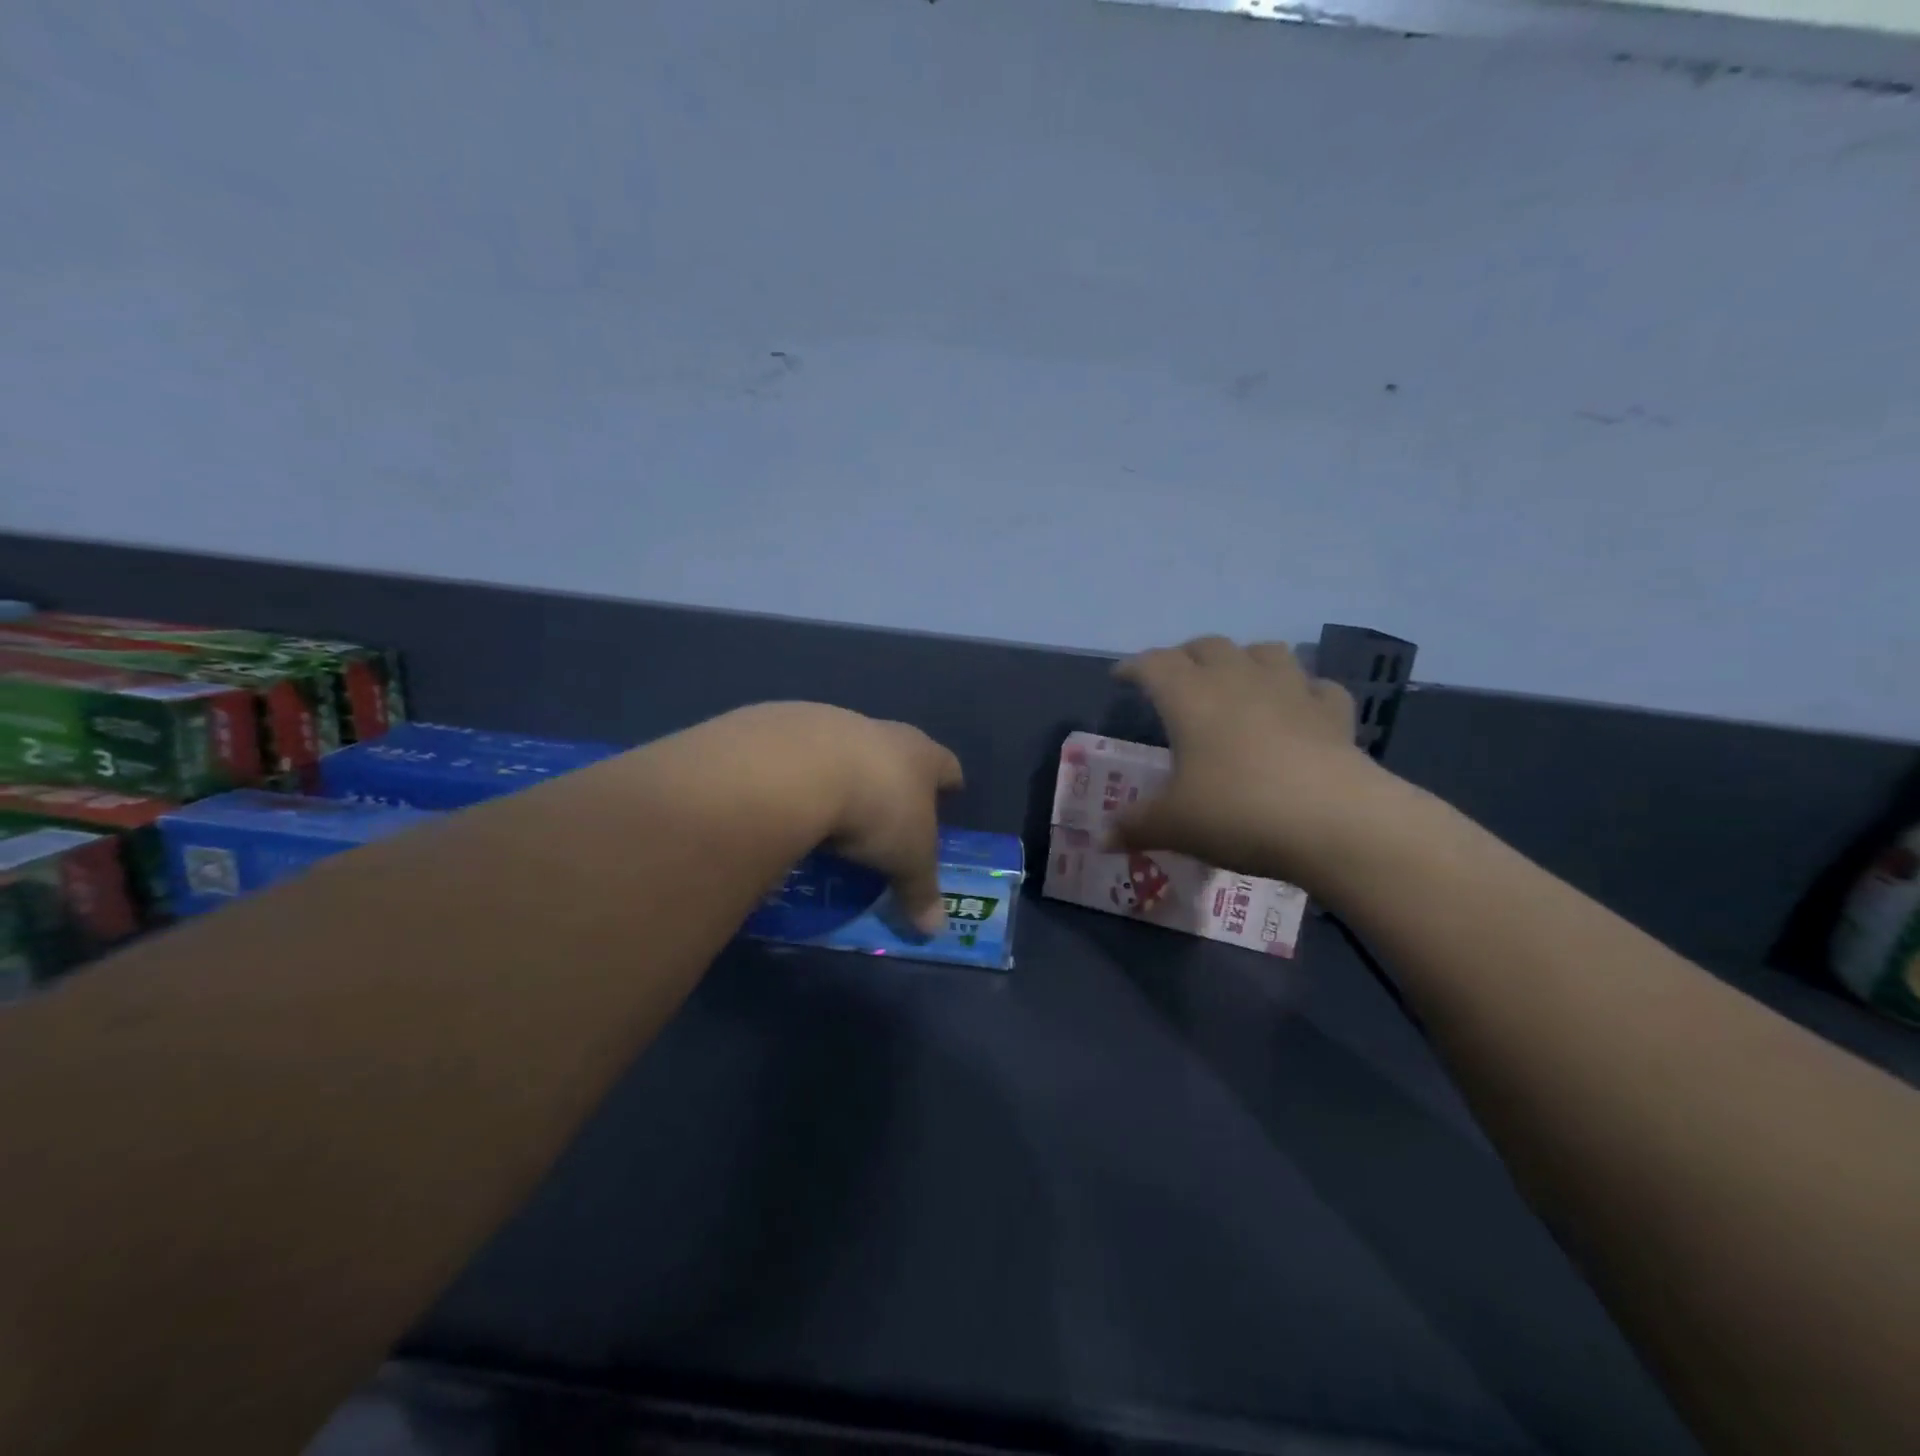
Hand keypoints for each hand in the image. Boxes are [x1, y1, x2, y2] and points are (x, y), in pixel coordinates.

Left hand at [727, 703, 963, 935]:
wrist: (800, 767)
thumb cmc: (876, 810)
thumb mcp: (906, 859)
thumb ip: (920, 890)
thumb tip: (935, 929)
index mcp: (920, 755)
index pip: (945, 765)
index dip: (949, 781)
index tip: (951, 791)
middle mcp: (881, 732)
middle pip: (897, 751)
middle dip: (895, 777)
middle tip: (890, 809)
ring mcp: (832, 724)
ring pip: (847, 750)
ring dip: (845, 774)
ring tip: (835, 809)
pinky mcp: (786, 726)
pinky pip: (801, 756)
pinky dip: (802, 777)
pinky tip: (792, 800)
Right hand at [1110, 636, 1389, 889]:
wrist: (1334, 822)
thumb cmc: (1237, 813)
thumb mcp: (1174, 826)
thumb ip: (1135, 827)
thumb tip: (1102, 839)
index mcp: (1190, 698)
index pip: (1153, 664)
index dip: (1133, 667)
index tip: (1121, 678)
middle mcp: (1238, 680)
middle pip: (1207, 646)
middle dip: (1185, 657)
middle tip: (1175, 681)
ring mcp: (1291, 690)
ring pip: (1264, 651)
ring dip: (1244, 660)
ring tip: (1236, 683)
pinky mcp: (1332, 712)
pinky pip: (1315, 687)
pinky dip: (1301, 692)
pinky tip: (1297, 711)